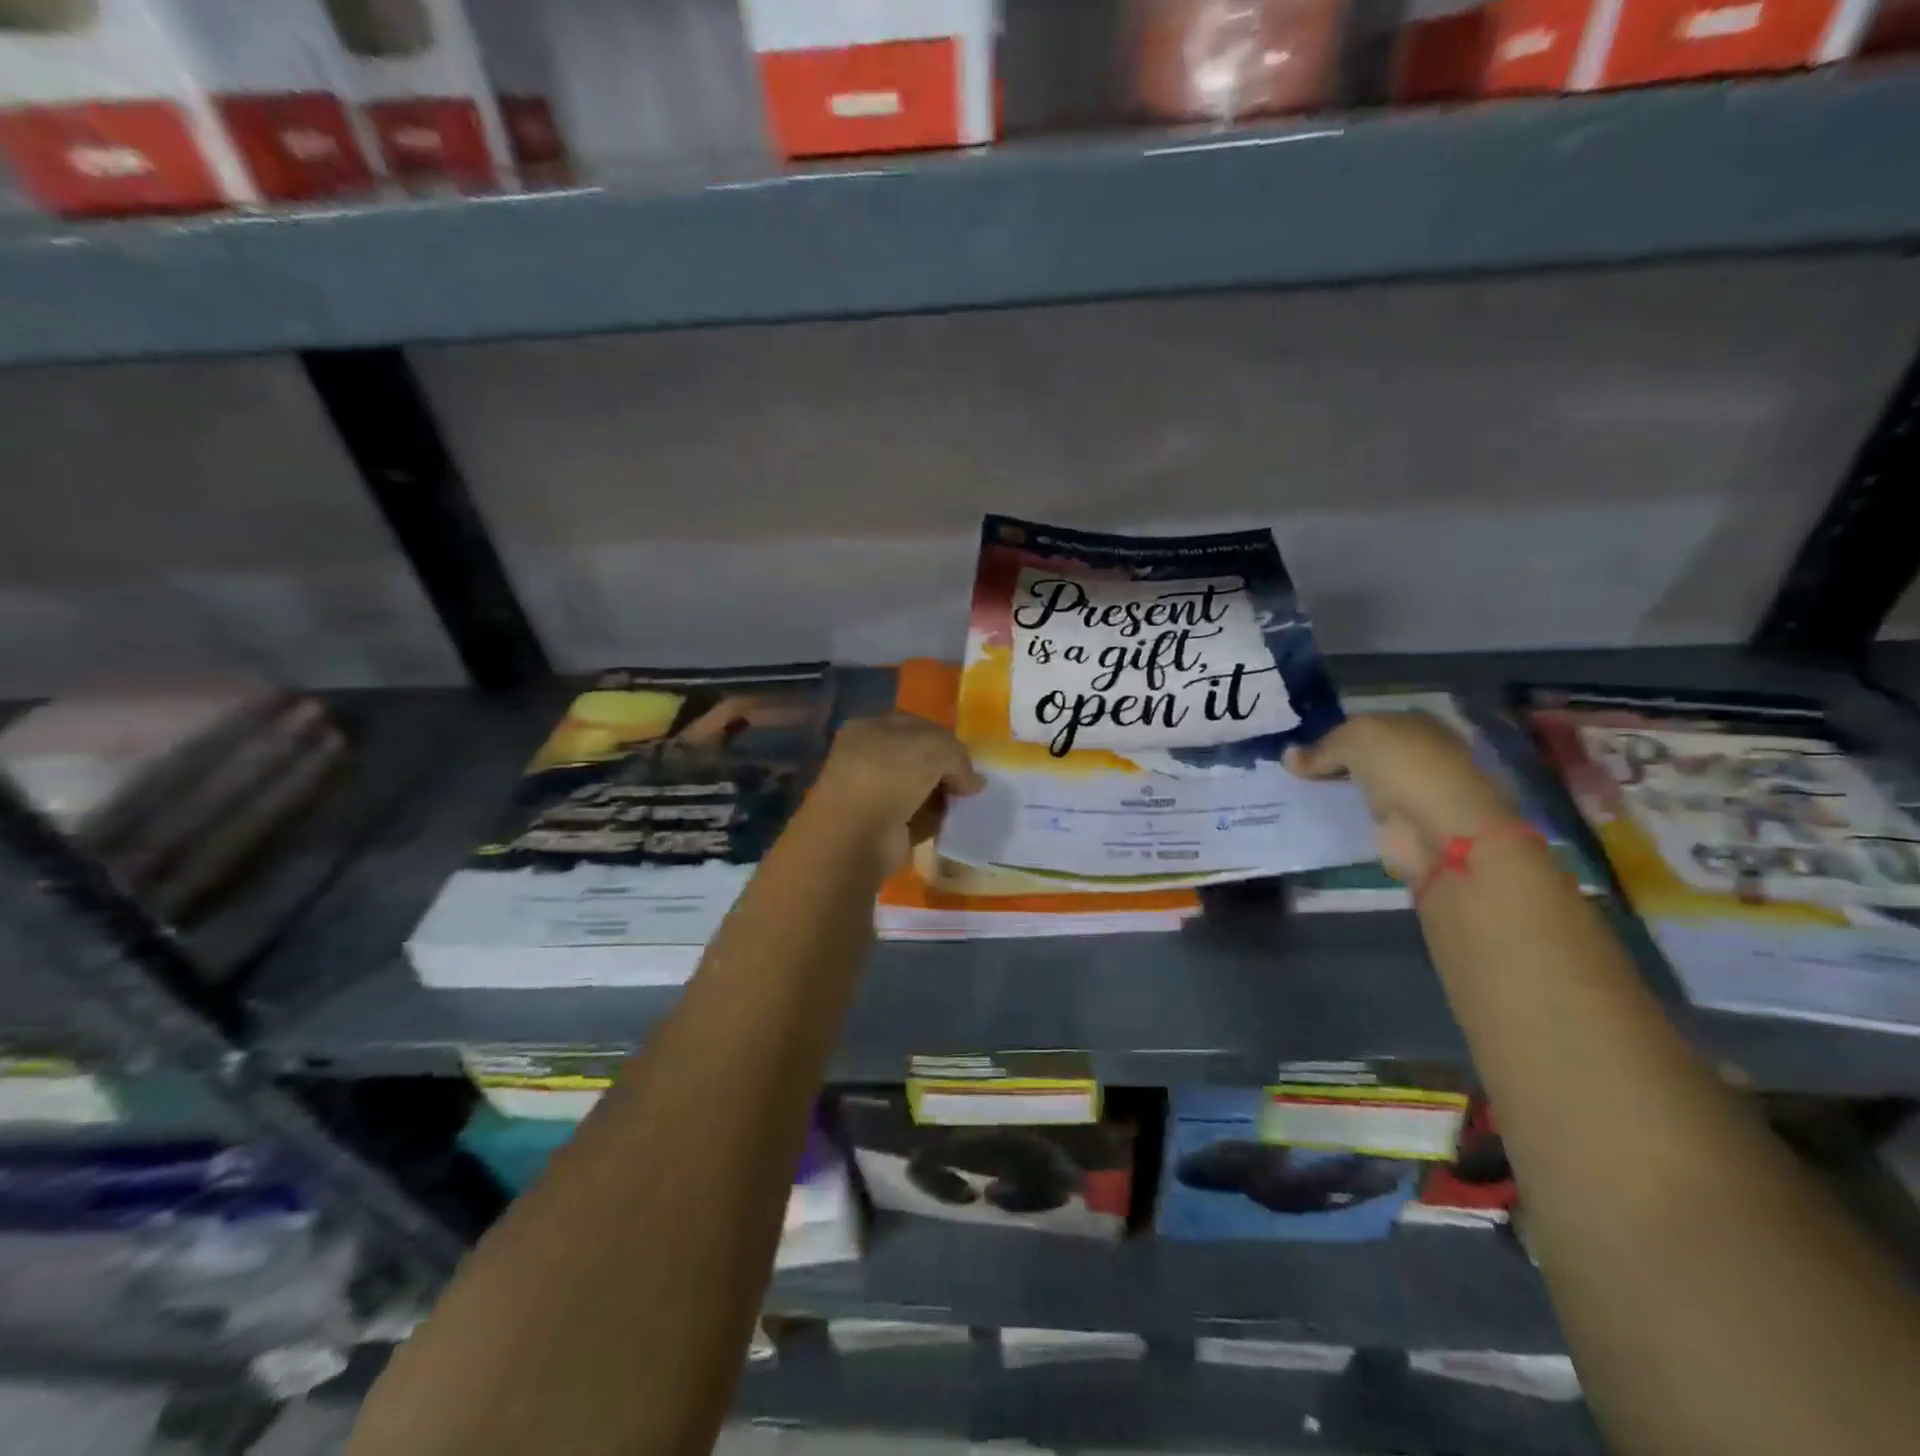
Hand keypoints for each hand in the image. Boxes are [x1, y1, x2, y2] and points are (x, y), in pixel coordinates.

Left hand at [811, 714, 985, 870]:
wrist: (856, 835)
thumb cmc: (890, 776)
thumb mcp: (935, 748)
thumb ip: (959, 756)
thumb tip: (973, 781)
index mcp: (871, 727)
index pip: (917, 725)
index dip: (946, 739)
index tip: (968, 759)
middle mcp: (867, 756)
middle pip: (919, 758)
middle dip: (945, 770)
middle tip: (968, 785)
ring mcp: (871, 792)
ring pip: (918, 788)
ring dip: (941, 796)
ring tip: (962, 806)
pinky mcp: (878, 825)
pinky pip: (914, 817)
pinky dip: (931, 821)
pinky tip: (946, 825)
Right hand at [1287, 712, 1518, 881]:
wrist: (1439, 830)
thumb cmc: (1405, 767)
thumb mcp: (1356, 740)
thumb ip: (1322, 749)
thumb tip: (1288, 756)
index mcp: (1414, 724)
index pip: (1364, 724)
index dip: (1331, 733)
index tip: (1299, 747)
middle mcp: (1414, 755)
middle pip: (1363, 756)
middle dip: (1331, 762)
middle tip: (1289, 769)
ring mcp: (1408, 793)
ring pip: (1360, 784)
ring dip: (1334, 789)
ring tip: (1291, 790)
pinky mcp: (1399, 826)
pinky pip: (1360, 814)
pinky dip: (1340, 815)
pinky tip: (1311, 813)